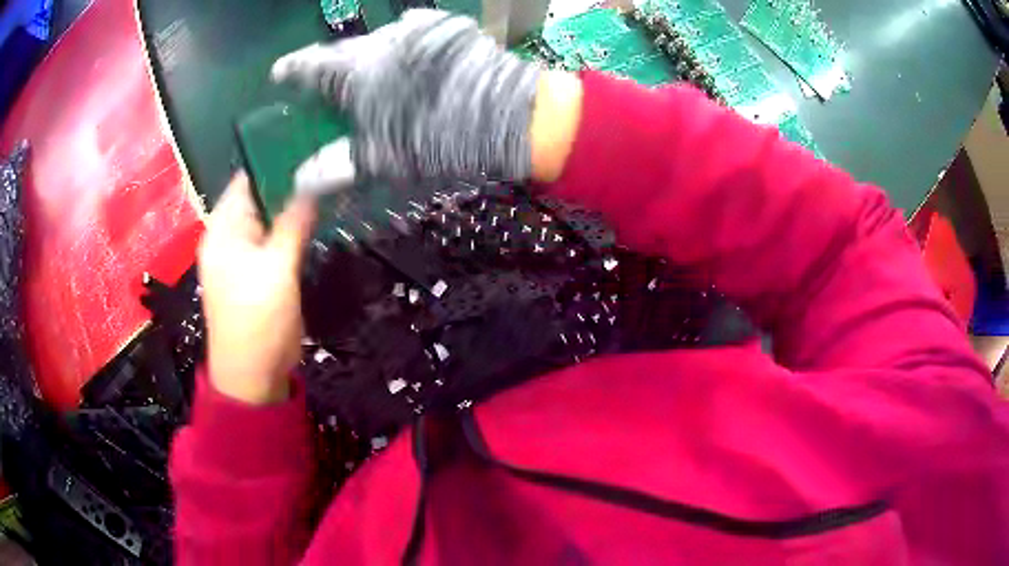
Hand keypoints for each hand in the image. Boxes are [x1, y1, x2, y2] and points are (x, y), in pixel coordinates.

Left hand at [198, 172, 315, 404]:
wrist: (254, 374)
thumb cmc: (256, 320)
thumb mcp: (275, 269)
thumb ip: (292, 223)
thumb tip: (312, 185)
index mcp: (223, 228)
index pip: (247, 178)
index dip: (275, 160)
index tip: (311, 146)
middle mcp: (231, 235)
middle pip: (260, 196)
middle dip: (290, 181)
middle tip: (328, 164)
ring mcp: (245, 253)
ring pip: (271, 217)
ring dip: (294, 205)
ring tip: (328, 182)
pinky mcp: (260, 270)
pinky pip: (276, 239)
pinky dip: (294, 228)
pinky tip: (317, 217)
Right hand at [270, 9, 541, 194]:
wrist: (510, 114)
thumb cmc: (441, 138)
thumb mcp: (384, 159)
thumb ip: (337, 166)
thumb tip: (300, 180)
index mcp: (360, 70)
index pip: (313, 65)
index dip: (292, 69)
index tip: (280, 71)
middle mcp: (383, 41)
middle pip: (345, 51)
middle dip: (334, 67)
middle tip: (330, 84)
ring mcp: (417, 29)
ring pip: (379, 41)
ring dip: (371, 58)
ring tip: (376, 78)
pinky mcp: (445, 27)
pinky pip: (411, 33)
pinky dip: (402, 49)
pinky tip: (410, 64)